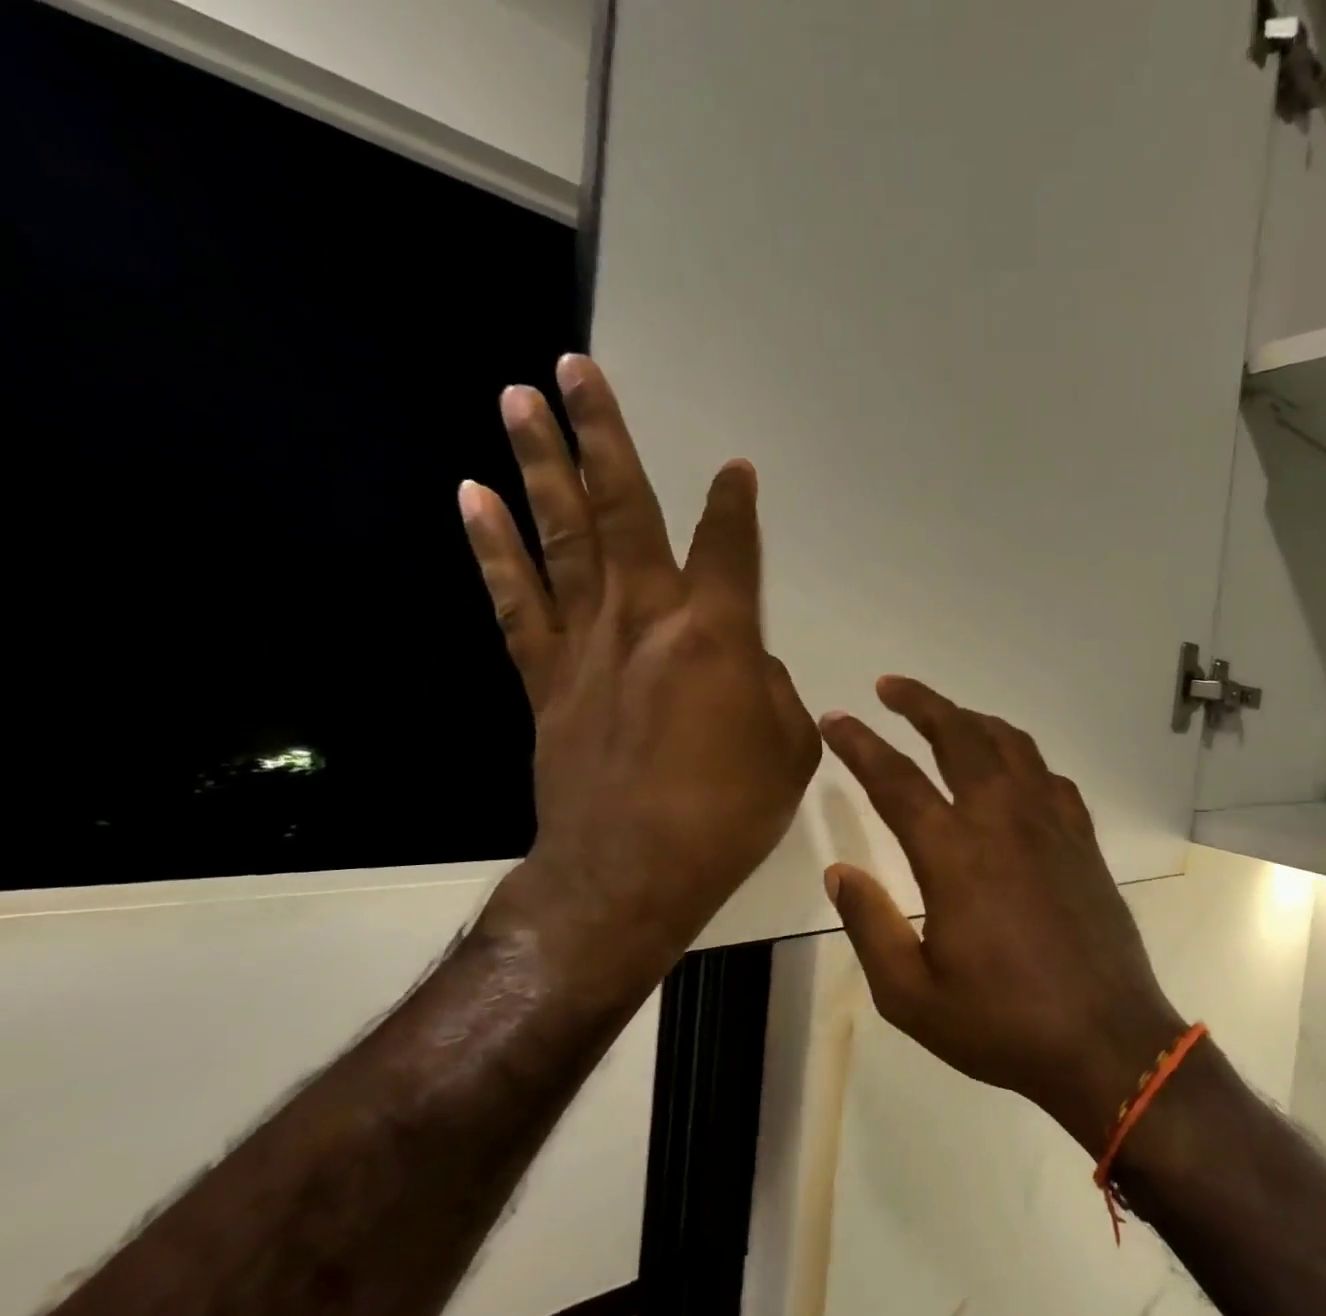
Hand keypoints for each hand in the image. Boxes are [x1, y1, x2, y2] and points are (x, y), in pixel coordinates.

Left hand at [461, 354, 819, 983]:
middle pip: (622, 511)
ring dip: (540, 465)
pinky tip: (474, 497)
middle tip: (577, 369)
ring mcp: (586, 644)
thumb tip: (747, 666)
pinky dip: (493, 547)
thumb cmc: (728, 813)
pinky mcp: (543, 678)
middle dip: (602, 436)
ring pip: (560, 537)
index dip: (735, 504)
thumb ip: (774, 690)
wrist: (631, 872)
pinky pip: (515, 601)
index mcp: (716, 637)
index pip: (729, 547)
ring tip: (519, 400)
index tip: (736, 468)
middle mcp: (646, 620)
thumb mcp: (789, 750)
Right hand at [820, 677, 1184, 1153]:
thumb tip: (839, 871)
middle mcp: (1003, 820)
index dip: (860, 743)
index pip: (895, 779)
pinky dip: (1022, 757)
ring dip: (972, 719)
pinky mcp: (1082, 838)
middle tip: (890, 686)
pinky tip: (1013, 770)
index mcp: (954, 854)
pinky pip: (1049, 776)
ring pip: (1010, 744)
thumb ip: (870, 926)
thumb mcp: (911, 996)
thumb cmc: (1002, 1024)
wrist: (1106, 1041)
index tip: (836, 718)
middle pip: (959, 735)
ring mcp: (1050, 824)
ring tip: (947, 715)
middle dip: (920, 702)